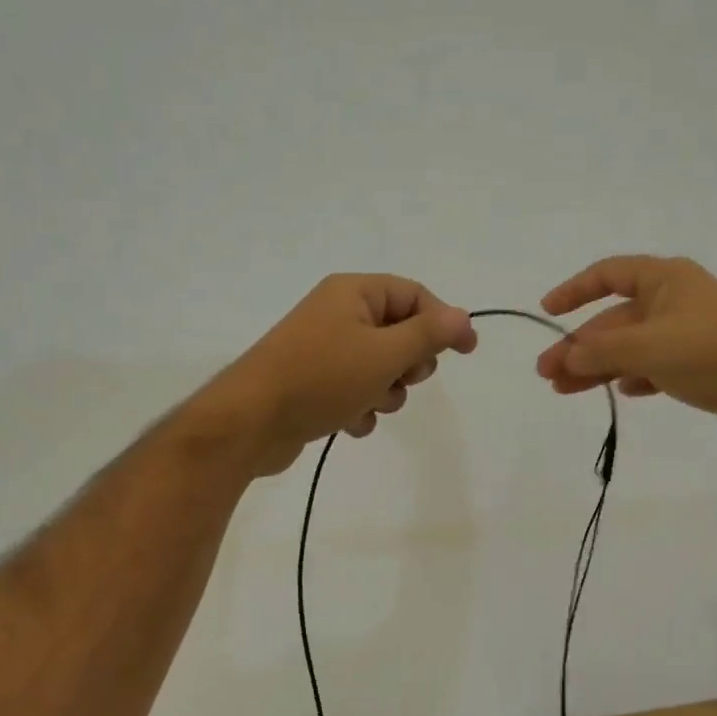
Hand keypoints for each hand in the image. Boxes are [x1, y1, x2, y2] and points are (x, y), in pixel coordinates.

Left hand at [198, 275, 477, 475]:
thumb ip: (428, 334)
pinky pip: (355, 389)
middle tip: (402, 378)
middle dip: (409, 363)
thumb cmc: (321, 378)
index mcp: (353, 293)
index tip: (467, 352)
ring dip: (386, 391)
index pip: (414, 295)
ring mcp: (323, 350)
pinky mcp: (314, 383)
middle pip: (399, 332)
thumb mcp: (384, 354)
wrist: (249, 422)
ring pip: (380, 367)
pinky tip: (349, 422)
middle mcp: (338, 314)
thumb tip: (462, 316)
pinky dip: (361, 407)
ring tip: (369, 404)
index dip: (444, 321)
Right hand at [534, 255, 716, 448]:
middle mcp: (676, 301)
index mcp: (666, 279)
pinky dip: (634, 377)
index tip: (547, 311)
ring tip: (565, 390)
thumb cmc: (714, 354)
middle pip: (615, 319)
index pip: (609, 274)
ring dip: (598, 366)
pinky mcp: (700, 366)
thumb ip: (601, 350)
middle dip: (580, 345)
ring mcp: (689, 334)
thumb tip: (567, 356)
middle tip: (547, 373)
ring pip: (631, 347)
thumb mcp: (648, 347)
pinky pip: (655, 367)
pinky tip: (623, 393)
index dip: (575, 290)